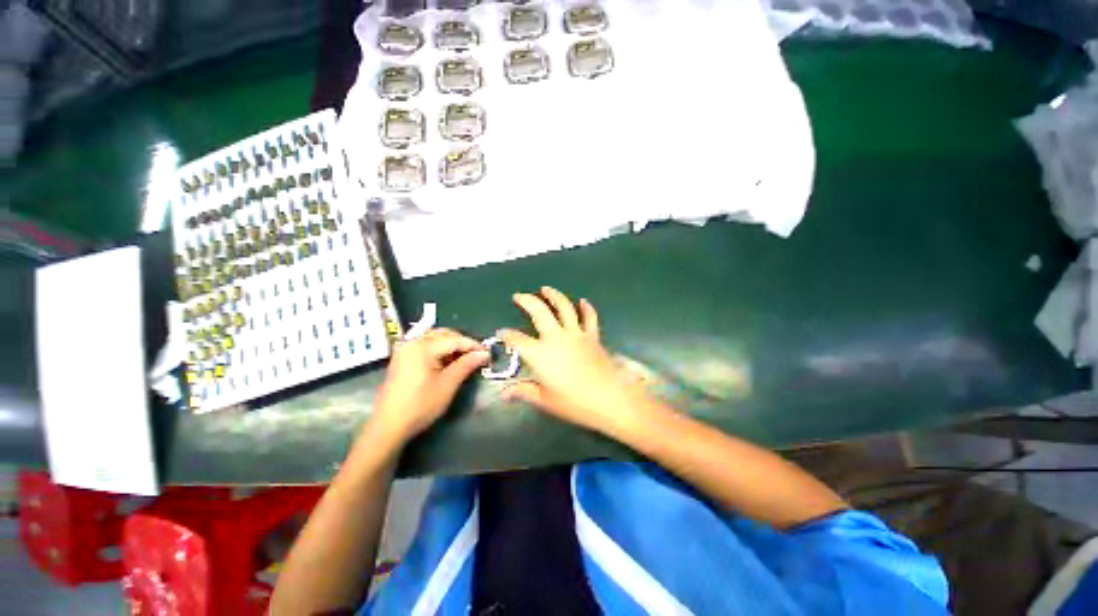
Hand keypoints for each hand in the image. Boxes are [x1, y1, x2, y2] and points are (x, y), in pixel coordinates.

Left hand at [370, 328, 489, 441]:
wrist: (388, 426)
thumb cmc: (420, 405)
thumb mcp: (448, 384)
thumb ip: (466, 365)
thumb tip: (484, 354)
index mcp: (422, 346)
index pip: (454, 339)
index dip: (473, 345)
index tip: (488, 353)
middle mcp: (412, 342)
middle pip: (444, 334)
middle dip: (462, 342)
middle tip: (477, 355)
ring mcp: (405, 349)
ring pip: (435, 338)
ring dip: (451, 345)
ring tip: (465, 358)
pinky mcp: (402, 358)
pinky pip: (426, 345)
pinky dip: (440, 349)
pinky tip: (448, 361)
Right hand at [500, 288, 645, 434]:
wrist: (610, 399)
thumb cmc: (575, 403)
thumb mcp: (545, 400)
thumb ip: (524, 392)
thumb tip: (504, 393)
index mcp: (540, 354)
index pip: (517, 340)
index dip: (506, 335)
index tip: (501, 333)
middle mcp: (556, 338)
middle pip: (539, 311)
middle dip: (526, 301)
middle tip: (518, 296)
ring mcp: (576, 334)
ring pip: (564, 307)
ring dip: (553, 295)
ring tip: (546, 289)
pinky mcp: (592, 336)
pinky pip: (589, 317)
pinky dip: (586, 308)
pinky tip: (582, 301)